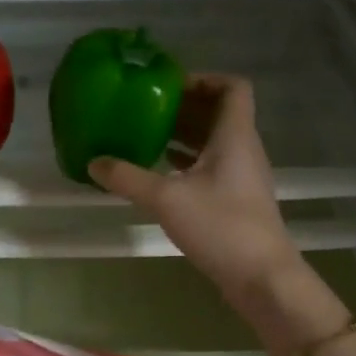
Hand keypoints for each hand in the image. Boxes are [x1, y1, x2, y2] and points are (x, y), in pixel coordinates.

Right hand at [89, 76, 301, 304]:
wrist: (261, 276)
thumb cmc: (220, 226)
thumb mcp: (166, 199)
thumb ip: (128, 178)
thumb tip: (94, 162)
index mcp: (234, 136)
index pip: (232, 87)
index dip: (203, 79)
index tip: (169, 85)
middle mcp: (243, 150)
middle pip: (219, 114)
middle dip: (184, 107)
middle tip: (146, 108)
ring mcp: (241, 178)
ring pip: (214, 143)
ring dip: (184, 136)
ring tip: (146, 135)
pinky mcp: (236, 202)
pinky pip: (211, 169)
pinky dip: (187, 163)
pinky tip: (160, 173)